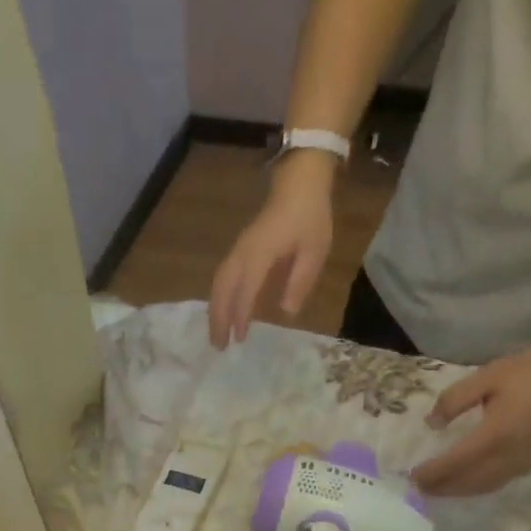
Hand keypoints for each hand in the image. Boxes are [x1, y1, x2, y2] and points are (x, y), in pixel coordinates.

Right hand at [207, 153, 335, 348]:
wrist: (299, 184)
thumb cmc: (310, 217)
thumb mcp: (315, 251)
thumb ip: (300, 281)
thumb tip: (286, 312)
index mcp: (261, 253)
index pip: (246, 289)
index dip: (241, 315)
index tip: (240, 339)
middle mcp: (243, 253)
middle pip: (222, 289)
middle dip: (218, 318)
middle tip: (218, 346)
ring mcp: (237, 250)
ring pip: (218, 284)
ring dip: (215, 311)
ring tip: (217, 336)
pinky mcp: (238, 250)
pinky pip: (222, 278)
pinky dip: (219, 298)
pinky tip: (223, 313)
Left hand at [410, 339, 530, 495]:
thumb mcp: (489, 376)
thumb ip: (455, 400)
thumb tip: (431, 424)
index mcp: (493, 436)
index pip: (453, 464)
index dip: (430, 474)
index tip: (411, 478)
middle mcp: (509, 457)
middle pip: (468, 483)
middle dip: (442, 489)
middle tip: (420, 489)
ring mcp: (527, 462)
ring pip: (486, 486)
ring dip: (461, 491)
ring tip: (441, 488)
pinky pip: (503, 481)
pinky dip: (481, 485)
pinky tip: (473, 478)